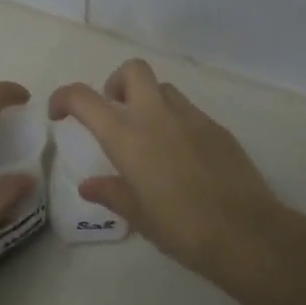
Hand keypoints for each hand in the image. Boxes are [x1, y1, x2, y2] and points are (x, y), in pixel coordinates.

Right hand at [49, 60, 283, 284]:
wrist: (245, 233)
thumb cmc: (181, 228)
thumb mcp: (138, 215)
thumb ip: (111, 193)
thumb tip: (89, 185)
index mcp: (128, 137)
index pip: (84, 98)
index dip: (64, 97)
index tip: (60, 113)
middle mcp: (157, 117)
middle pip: (132, 70)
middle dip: (116, 83)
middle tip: (114, 112)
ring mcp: (191, 118)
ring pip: (163, 88)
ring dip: (148, 100)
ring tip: (149, 136)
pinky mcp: (217, 128)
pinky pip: (188, 111)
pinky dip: (175, 121)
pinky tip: (181, 156)